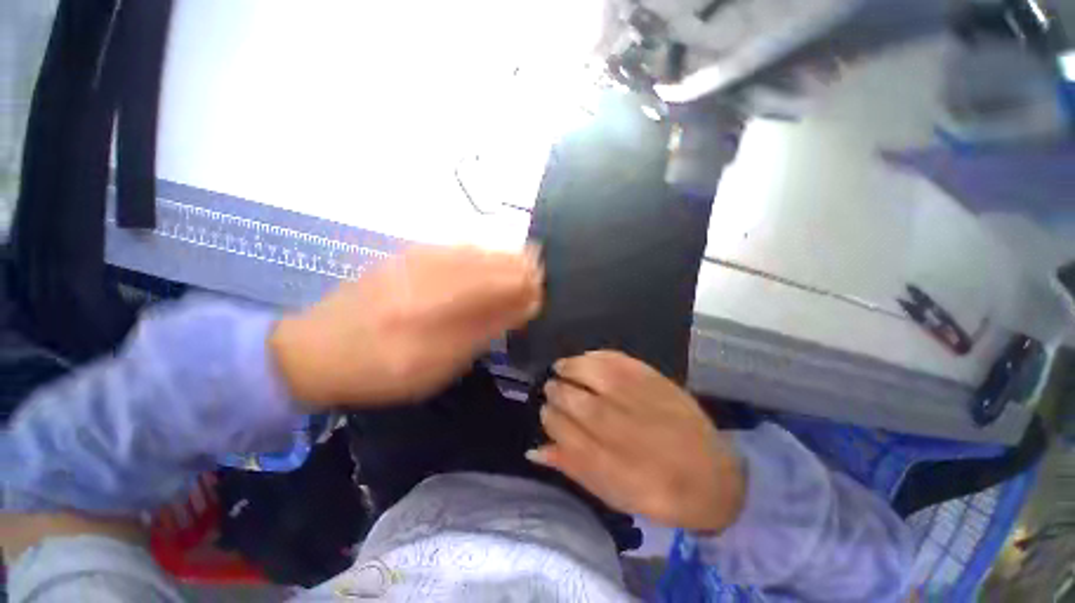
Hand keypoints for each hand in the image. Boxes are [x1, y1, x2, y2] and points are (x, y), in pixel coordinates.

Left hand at [271, 246, 542, 406]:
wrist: (316, 350)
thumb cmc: (382, 370)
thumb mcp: (441, 363)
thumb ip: (487, 328)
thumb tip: (527, 304)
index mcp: (440, 301)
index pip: (505, 279)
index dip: (531, 284)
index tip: (543, 296)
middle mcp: (433, 268)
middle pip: (496, 258)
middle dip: (523, 270)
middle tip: (534, 288)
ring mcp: (420, 255)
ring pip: (480, 249)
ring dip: (505, 263)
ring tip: (517, 280)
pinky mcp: (410, 254)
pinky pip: (460, 248)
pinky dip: (483, 258)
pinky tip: (487, 271)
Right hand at [529, 351, 744, 532]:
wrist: (713, 476)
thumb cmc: (658, 492)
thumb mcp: (612, 494)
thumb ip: (573, 468)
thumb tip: (535, 449)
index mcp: (611, 464)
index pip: (564, 432)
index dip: (549, 418)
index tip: (544, 412)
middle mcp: (623, 430)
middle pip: (575, 401)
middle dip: (556, 392)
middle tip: (550, 388)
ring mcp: (641, 400)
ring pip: (593, 376)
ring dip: (570, 368)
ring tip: (561, 368)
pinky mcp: (655, 380)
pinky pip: (618, 360)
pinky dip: (596, 356)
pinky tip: (585, 358)